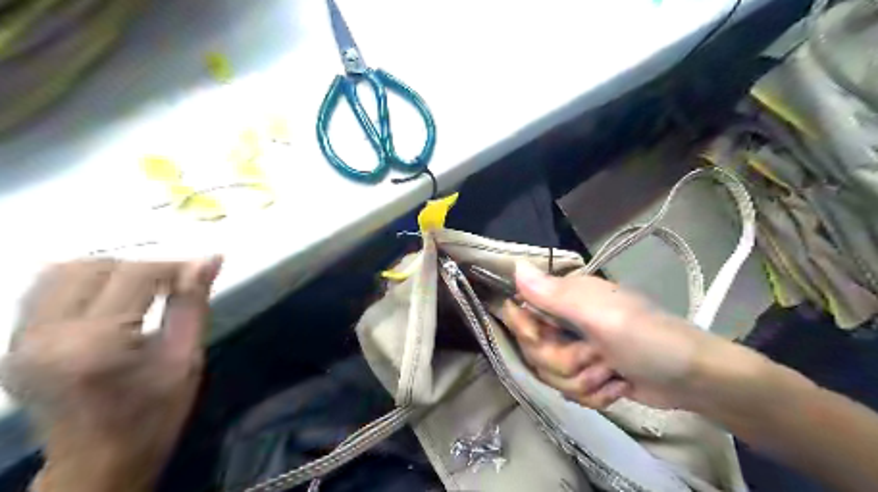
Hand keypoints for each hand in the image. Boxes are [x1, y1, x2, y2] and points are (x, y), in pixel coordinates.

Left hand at [0, 257, 221, 491]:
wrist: (97, 464)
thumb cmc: (154, 416)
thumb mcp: (186, 359)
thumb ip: (194, 303)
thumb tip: (211, 258)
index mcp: (94, 345)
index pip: (134, 275)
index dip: (173, 267)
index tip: (199, 273)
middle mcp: (45, 336)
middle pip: (93, 266)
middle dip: (142, 268)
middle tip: (173, 285)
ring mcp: (20, 341)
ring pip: (63, 271)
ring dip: (111, 271)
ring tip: (143, 290)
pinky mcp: (13, 344)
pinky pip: (44, 290)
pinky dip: (84, 283)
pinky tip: (112, 300)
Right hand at [504, 262, 741, 410]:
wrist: (693, 379)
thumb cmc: (648, 339)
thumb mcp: (600, 316)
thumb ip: (554, 295)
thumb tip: (515, 266)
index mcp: (565, 297)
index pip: (520, 311)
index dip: (527, 331)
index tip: (544, 339)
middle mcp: (565, 320)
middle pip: (533, 349)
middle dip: (563, 362)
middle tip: (595, 357)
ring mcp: (576, 348)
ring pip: (549, 374)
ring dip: (581, 381)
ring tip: (611, 373)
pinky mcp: (586, 373)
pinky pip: (567, 390)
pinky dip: (593, 394)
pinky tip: (616, 386)